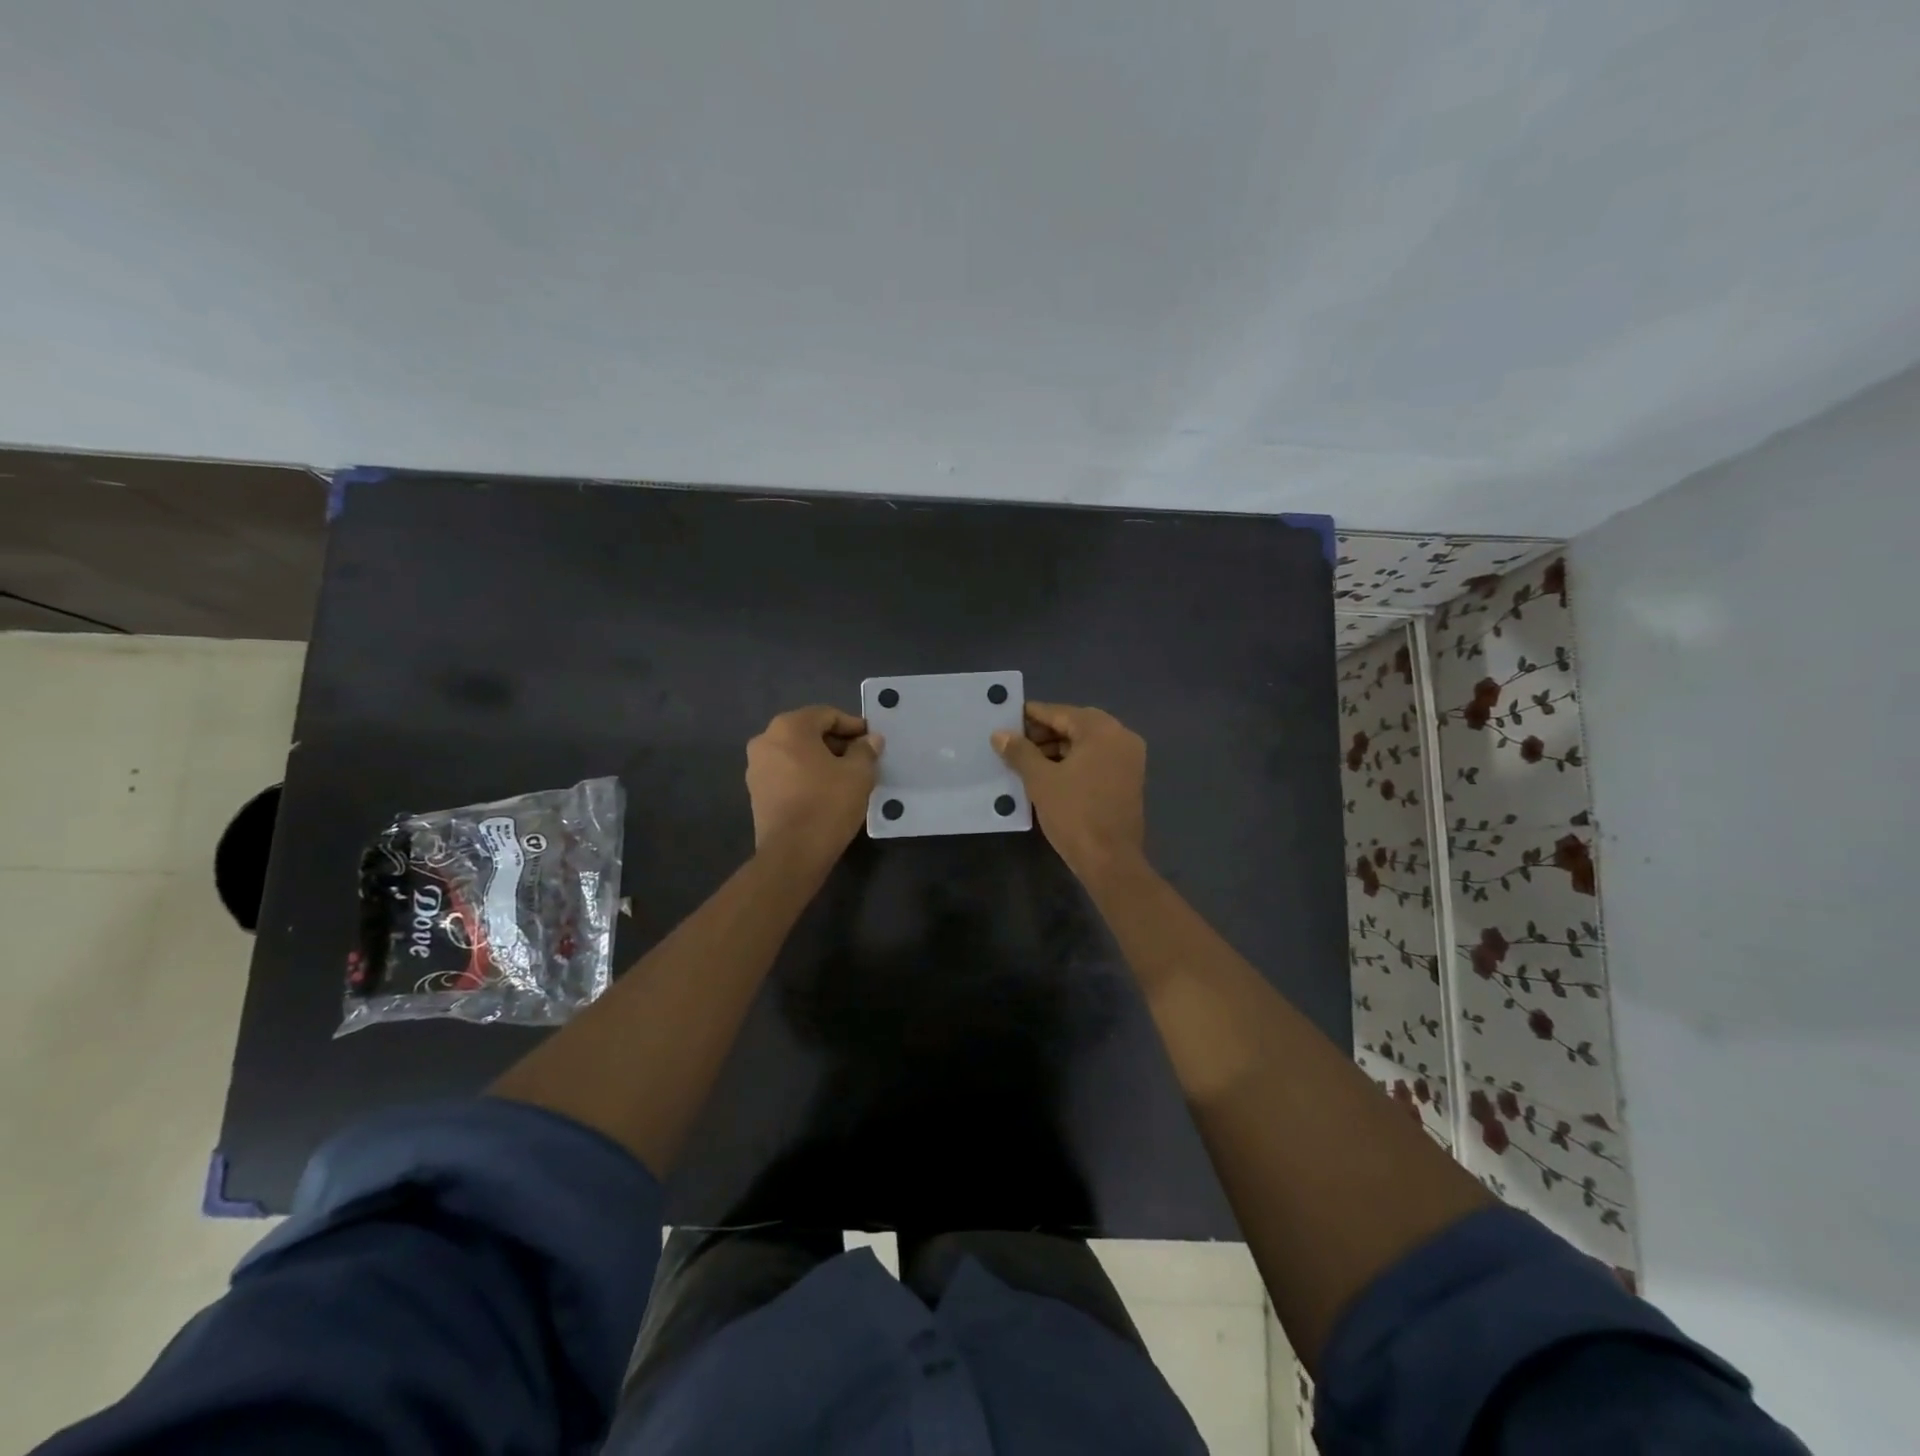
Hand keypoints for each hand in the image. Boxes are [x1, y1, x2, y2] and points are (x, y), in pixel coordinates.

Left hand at [746, 706, 882, 861]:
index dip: (853, 725)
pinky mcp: (755, 792)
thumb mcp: (858, 774)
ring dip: (821, 760)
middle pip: (808, 732)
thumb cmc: (828, 804)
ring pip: (796, 753)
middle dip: (836, 743)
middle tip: (861, 759)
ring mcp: (756, 767)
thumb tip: (870, 740)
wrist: (792, 853)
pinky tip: (825, 792)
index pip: (827, 715)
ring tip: (845, 777)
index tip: (872, 740)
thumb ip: (865, 750)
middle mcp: (766, 740)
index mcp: (789, 727)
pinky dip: (805, 775)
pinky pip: (786, 773)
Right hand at [993, 702, 1145, 878]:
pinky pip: (1096, 759)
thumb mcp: (1040, 780)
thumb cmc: (1074, 814)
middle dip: (1044, 733)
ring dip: (1058, 748)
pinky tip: (1049, 774)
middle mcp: (1121, 738)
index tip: (1007, 718)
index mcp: (1102, 731)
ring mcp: (1129, 760)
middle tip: (1014, 743)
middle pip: (1076, 725)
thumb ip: (1020, 752)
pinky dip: (1074, 762)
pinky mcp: (1129, 780)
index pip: (1061, 713)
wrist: (1110, 861)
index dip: (1032, 715)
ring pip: (1087, 743)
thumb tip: (1000, 734)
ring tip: (1026, 761)